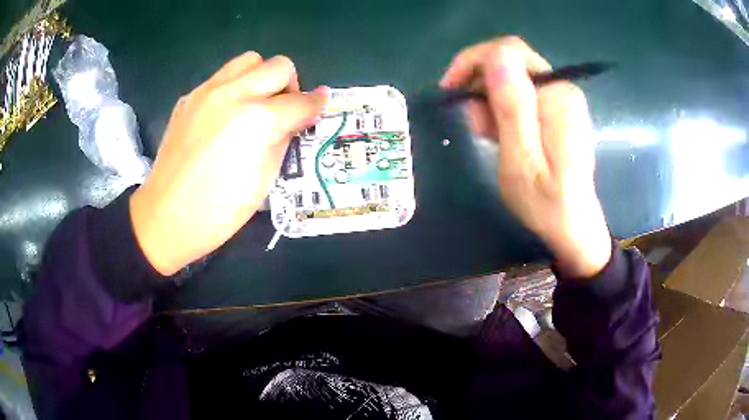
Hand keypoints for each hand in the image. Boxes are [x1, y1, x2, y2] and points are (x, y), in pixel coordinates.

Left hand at [130, 52, 327, 274]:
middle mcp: (234, 94)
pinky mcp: (189, 98)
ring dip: (261, 77)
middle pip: (279, 66)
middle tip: (283, 110)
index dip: (316, 105)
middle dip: (290, 85)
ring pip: (249, 60)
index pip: (301, 101)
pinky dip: (233, 88)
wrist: (166, 217)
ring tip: (255, 104)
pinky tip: (225, 116)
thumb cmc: (219, 211)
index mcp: (258, 120)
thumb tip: (295, 119)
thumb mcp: (264, 180)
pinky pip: (221, 77)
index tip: (318, 109)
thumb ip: (283, 140)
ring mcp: (207, 92)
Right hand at [440, 37, 610, 278]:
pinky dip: (502, 109)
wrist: (572, 225)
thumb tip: (496, 57)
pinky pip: (520, 94)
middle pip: (510, 62)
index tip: (452, 91)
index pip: (509, 51)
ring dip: (489, 100)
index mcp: (556, 96)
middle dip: (480, 85)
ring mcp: (560, 98)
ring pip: (512, 78)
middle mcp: (561, 88)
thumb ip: (512, 107)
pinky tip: (499, 134)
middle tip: (472, 124)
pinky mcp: (556, 109)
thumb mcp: (521, 160)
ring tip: (486, 135)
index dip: (474, 62)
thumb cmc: (546, 202)